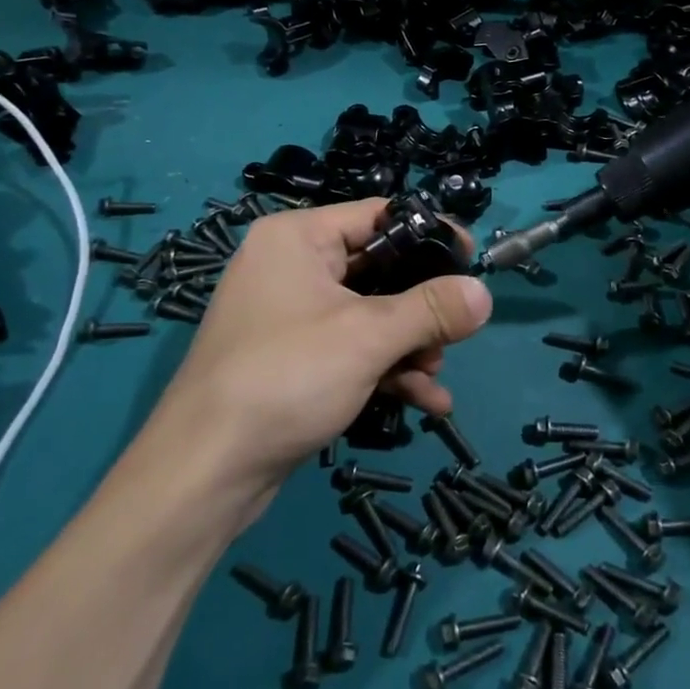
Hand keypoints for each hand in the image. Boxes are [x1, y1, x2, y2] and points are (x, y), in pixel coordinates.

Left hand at [144, 201, 492, 492]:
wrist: (204, 473)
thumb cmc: (286, 377)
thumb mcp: (368, 336)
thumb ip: (431, 309)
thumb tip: (484, 293)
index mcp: (298, 237)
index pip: (378, 215)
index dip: (428, 234)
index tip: (471, 260)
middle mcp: (290, 266)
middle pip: (377, 268)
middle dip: (420, 306)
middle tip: (456, 329)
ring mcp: (288, 315)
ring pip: (367, 313)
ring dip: (408, 343)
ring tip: (436, 374)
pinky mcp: (291, 359)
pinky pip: (349, 348)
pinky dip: (385, 368)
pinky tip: (425, 401)